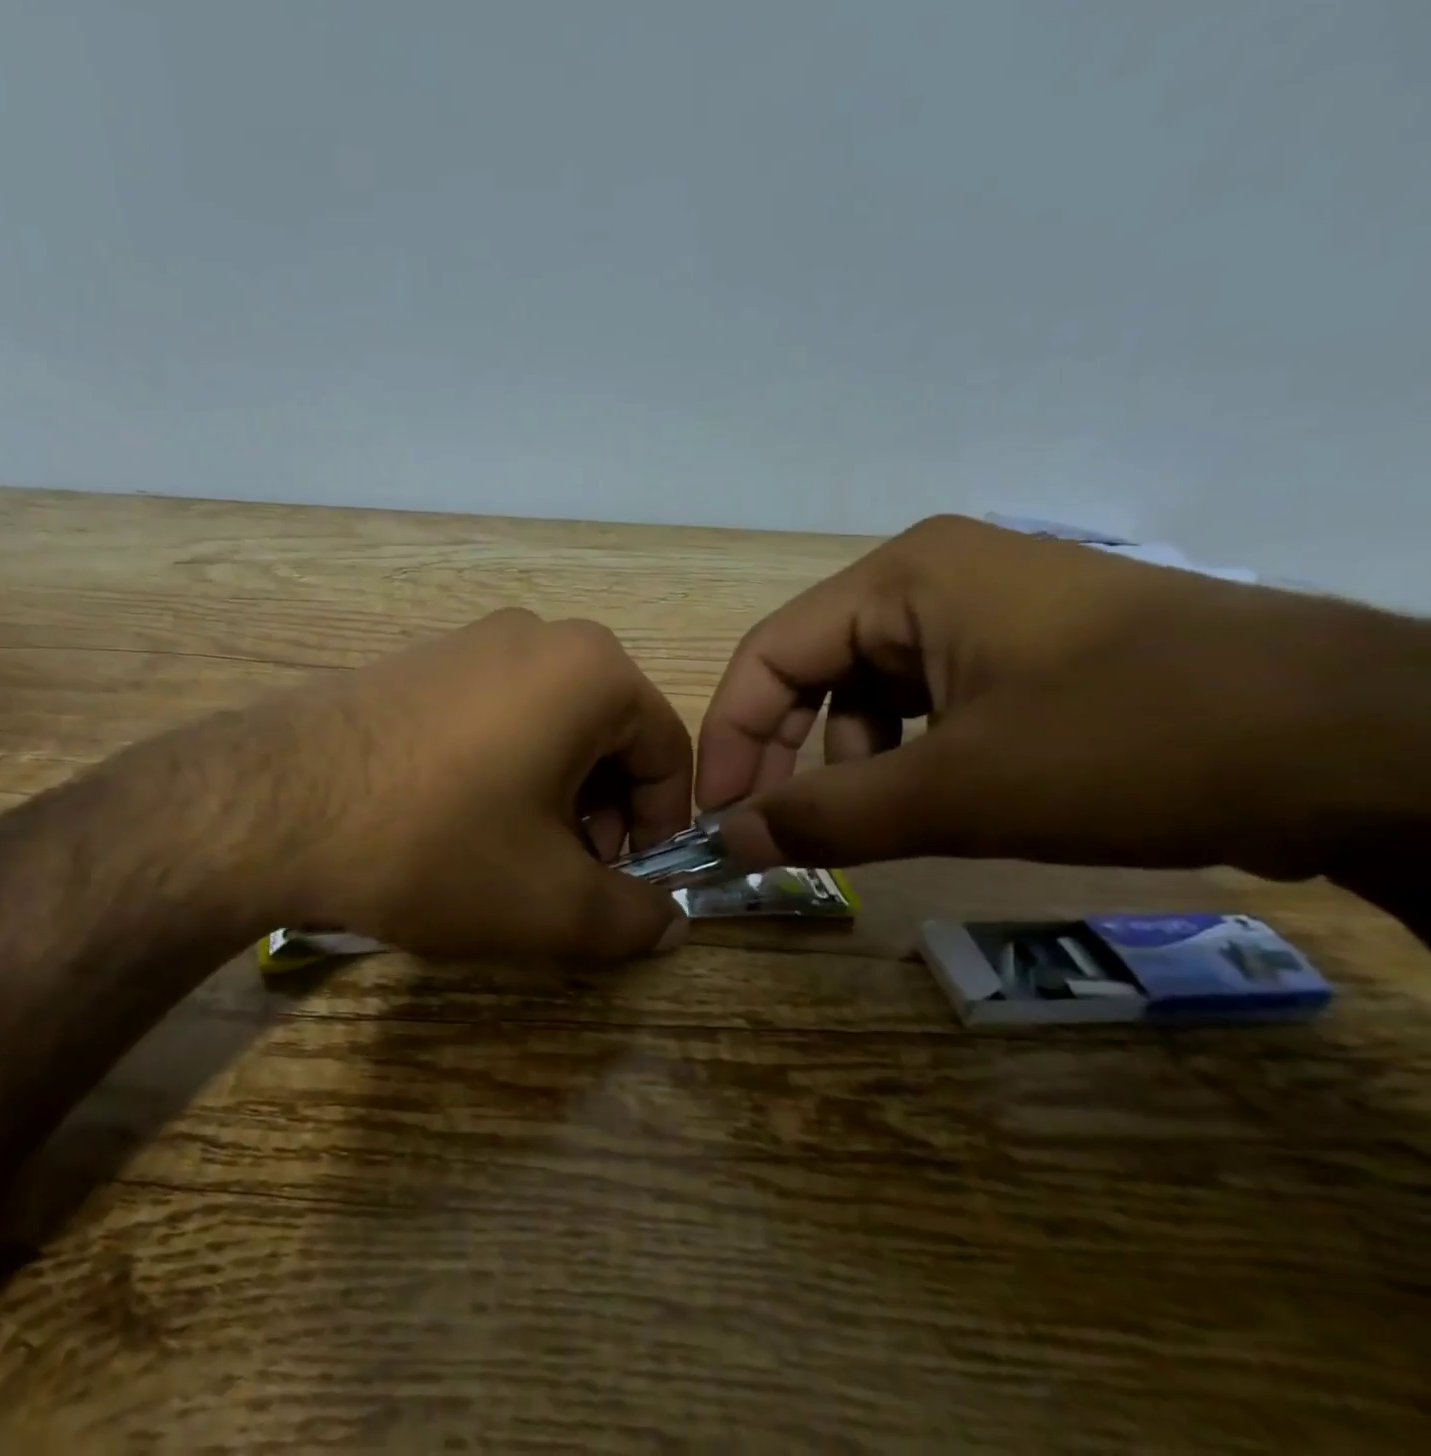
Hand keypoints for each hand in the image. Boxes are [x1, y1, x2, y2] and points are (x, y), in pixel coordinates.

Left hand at [261, 609, 694, 958]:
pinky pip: (489, 715)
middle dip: (601, 812)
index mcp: (591, 670)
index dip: (659, 827)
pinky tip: (453, 820)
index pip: (666, 752)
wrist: (274, 805)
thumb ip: (633, 919)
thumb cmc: (437, 844)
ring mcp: (467, 641)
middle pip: (605, 735)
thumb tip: (671, 925)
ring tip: (507, 855)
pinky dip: (498, 768)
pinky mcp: (414, 661)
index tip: (625, 882)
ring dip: (549, 793)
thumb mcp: (551, 902)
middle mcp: (536, 635)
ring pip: (546, 726)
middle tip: (565, 874)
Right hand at [698, 515, 1429, 881]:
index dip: (731, 738)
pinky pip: (928, 701)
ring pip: (868, 691)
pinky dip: (905, 755)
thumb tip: (728, 843)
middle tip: (770, 830)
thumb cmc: (1138, 745)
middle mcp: (933, 580)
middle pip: (812, 670)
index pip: (769, 655)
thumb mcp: (959, 792)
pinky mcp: (1029, 652)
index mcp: (903, 579)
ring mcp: (986, 613)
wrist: (1378, 749)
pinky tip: (928, 799)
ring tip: (862, 824)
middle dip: (784, 753)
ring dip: (846, 762)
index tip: (719, 817)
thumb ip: (827, 818)